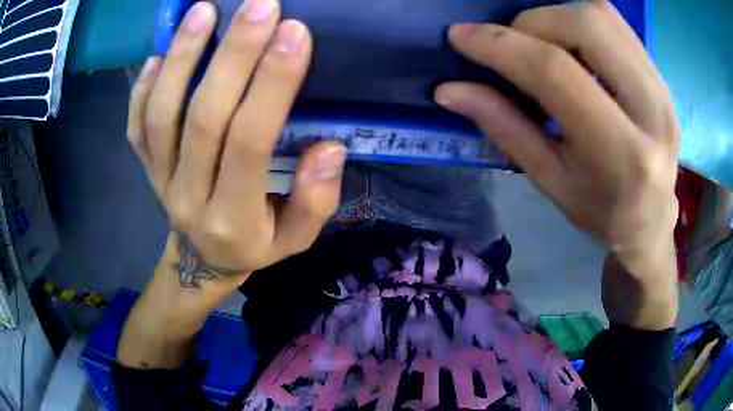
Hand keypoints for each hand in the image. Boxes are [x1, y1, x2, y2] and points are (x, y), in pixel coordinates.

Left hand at [127, 1, 345, 289]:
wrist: (201, 261)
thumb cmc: (254, 245)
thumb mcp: (296, 240)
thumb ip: (316, 201)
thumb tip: (330, 149)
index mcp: (233, 219)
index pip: (249, 143)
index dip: (271, 85)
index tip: (294, 34)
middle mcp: (189, 197)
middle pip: (204, 118)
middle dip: (233, 55)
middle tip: (259, 6)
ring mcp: (160, 180)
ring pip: (162, 115)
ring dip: (182, 57)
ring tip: (203, 11)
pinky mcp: (146, 167)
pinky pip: (137, 126)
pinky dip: (143, 88)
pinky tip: (159, 53)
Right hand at [435, 0, 678, 275]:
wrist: (651, 219)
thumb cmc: (600, 212)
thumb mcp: (550, 181)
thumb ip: (505, 129)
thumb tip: (450, 89)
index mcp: (621, 154)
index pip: (556, 72)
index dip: (501, 46)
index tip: (461, 36)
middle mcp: (651, 111)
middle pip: (585, 26)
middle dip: (533, 23)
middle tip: (514, 46)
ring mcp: (662, 88)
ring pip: (601, 13)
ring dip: (557, 17)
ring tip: (542, 44)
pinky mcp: (662, 76)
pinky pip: (615, 22)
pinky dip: (580, 20)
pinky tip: (571, 45)